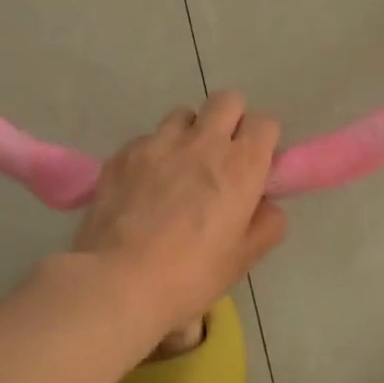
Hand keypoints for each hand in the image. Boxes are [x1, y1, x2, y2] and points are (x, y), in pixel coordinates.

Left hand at [71, 91, 287, 336]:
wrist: (117, 282)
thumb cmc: (192, 274)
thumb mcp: (244, 258)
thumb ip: (266, 224)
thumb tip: (264, 206)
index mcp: (241, 165)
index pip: (265, 122)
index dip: (263, 141)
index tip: (256, 166)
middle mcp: (203, 142)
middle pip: (226, 100)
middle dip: (230, 120)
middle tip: (222, 157)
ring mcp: (159, 143)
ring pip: (183, 115)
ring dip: (190, 133)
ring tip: (181, 168)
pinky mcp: (123, 154)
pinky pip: (148, 139)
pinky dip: (154, 155)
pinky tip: (146, 187)